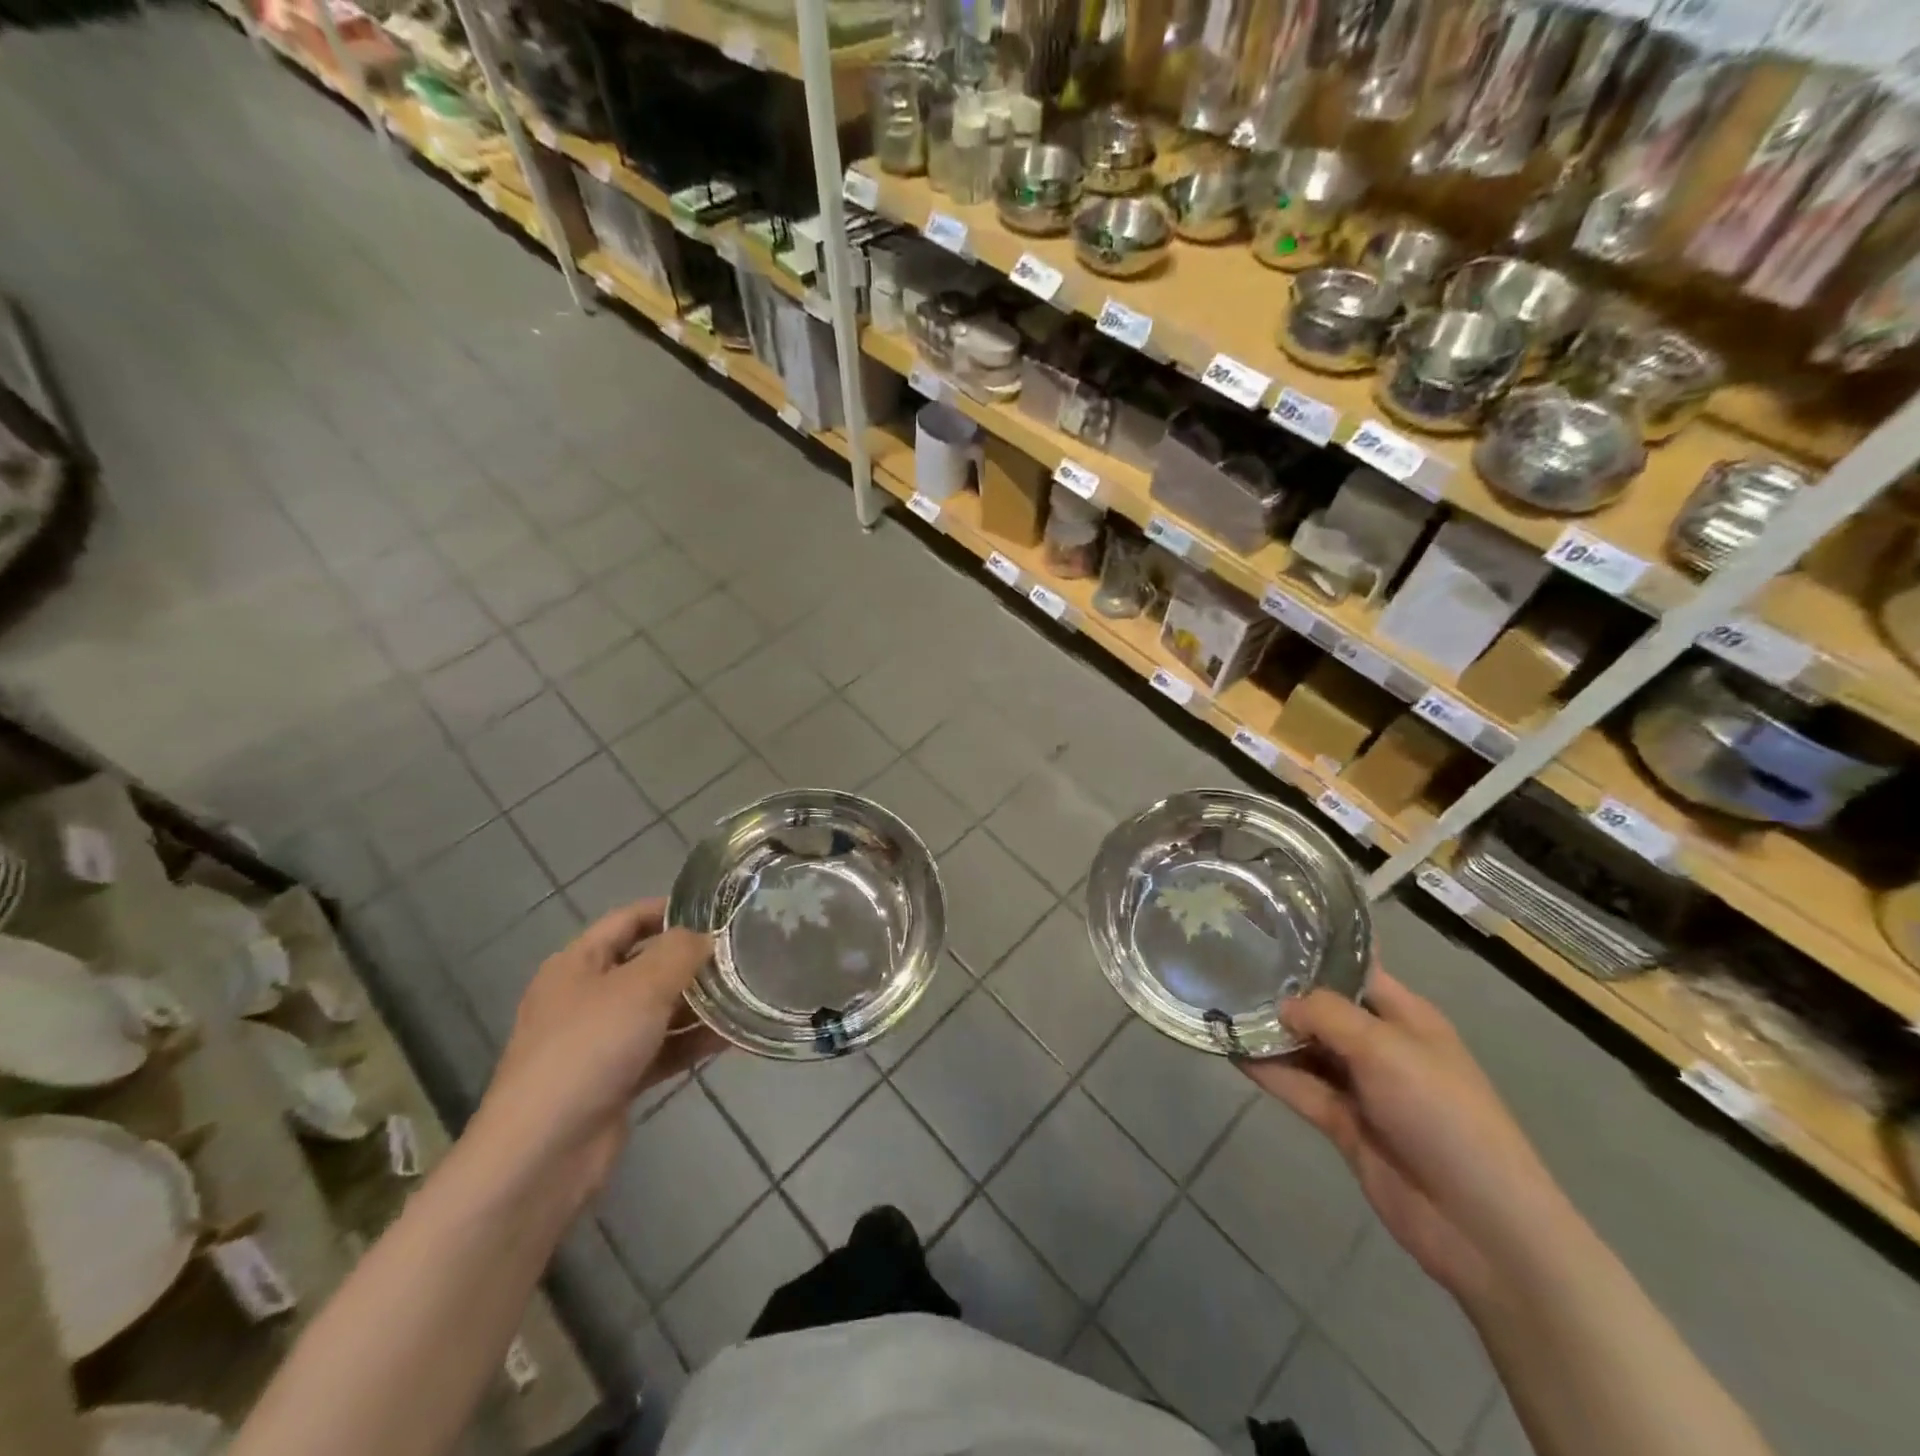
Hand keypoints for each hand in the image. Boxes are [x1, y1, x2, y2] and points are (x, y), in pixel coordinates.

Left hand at [471, 900, 723, 1204]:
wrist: (544, 1153)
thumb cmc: (589, 1049)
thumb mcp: (641, 986)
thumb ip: (680, 952)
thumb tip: (706, 937)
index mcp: (577, 964)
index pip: (628, 920)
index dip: (669, 910)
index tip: (717, 911)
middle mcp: (585, 997)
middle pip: (646, 965)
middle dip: (692, 960)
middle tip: (742, 954)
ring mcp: (600, 1042)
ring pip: (658, 1010)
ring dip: (699, 1003)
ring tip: (747, 993)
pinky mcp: (616, 1080)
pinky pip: (663, 1048)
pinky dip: (693, 1042)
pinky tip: (734, 1037)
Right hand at [1242, 972, 1558, 1303]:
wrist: (1478, 1223)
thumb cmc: (1442, 1113)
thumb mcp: (1384, 1047)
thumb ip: (1326, 1015)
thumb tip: (1281, 1004)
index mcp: (1406, 1017)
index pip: (1354, 971)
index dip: (1315, 951)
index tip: (1265, 931)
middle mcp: (1381, 1045)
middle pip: (1323, 1009)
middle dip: (1282, 992)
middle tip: (1227, 966)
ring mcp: (1361, 1087)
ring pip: (1306, 1048)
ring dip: (1270, 1032)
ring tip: (1219, 1005)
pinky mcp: (1342, 1123)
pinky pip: (1299, 1086)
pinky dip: (1269, 1070)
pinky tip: (1231, 1049)